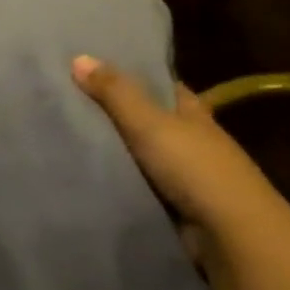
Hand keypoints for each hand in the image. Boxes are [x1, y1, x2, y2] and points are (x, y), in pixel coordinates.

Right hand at [71, 55, 289, 260]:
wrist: (227, 233)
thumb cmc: (194, 167)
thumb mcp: (150, 123)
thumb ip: (116, 93)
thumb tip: (78, 57)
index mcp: (191, 112)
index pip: (160, 85)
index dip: (131, 75)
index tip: (91, 70)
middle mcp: (188, 140)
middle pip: (145, 121)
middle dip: (112, 115)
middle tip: (63, 105)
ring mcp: (180, 175)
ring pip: (137, 156)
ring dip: (111, 152)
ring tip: (61, 140)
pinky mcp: (169, 205)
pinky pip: (133, 186)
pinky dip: (114, 182)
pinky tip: (82, 177)